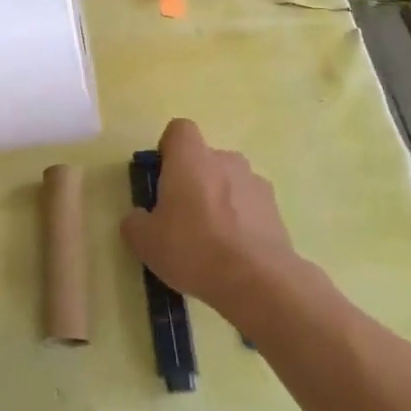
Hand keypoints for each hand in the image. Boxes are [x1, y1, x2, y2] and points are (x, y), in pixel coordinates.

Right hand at [121, 119, 295, 319]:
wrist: (258, 281)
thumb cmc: (193, 248)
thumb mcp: (146, 242)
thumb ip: (135, 222)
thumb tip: (139, 218)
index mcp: (190, 157)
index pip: (179, 130)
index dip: (168, 150)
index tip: (163, 179)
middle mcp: (225, 159)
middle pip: (204, 160)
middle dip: (194, 182)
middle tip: (182, 218)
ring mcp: (255, 183)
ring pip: (229, 183)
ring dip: (220, 201)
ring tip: (213, 242)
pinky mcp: (276, 209)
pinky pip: (250, 206)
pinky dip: (242, 221)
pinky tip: (236, 254)